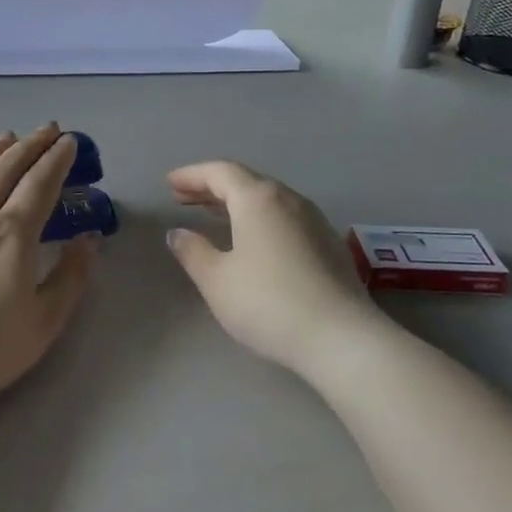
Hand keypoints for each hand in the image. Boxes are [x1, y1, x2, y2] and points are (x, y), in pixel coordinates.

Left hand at [0, 124, 97, 405]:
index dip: (57, 160)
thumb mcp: (44, 322)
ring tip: (6, 136)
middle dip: (30, 146)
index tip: (68, 141)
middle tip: (46, 129)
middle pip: (6, 170)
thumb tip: (89, 239)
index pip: (40, 184)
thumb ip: (71, 277)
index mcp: (13, 233)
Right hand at [165, 161, 378, 375]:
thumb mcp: (217, 280)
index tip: (170, 183)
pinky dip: (260, 218)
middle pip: (246, 181)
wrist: (342, 338)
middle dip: (212, 187)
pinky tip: (253, 240)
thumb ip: (193, 251)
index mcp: (258, 199)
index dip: (191, 175)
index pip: (220, 172)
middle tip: (184, 198)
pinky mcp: (330, 244)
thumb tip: (178, 233)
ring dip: (237, 203)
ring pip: (268, 199)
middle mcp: (289, 199)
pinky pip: (285, 217)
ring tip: (214, 215)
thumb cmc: (268, 303)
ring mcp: (315, 220)